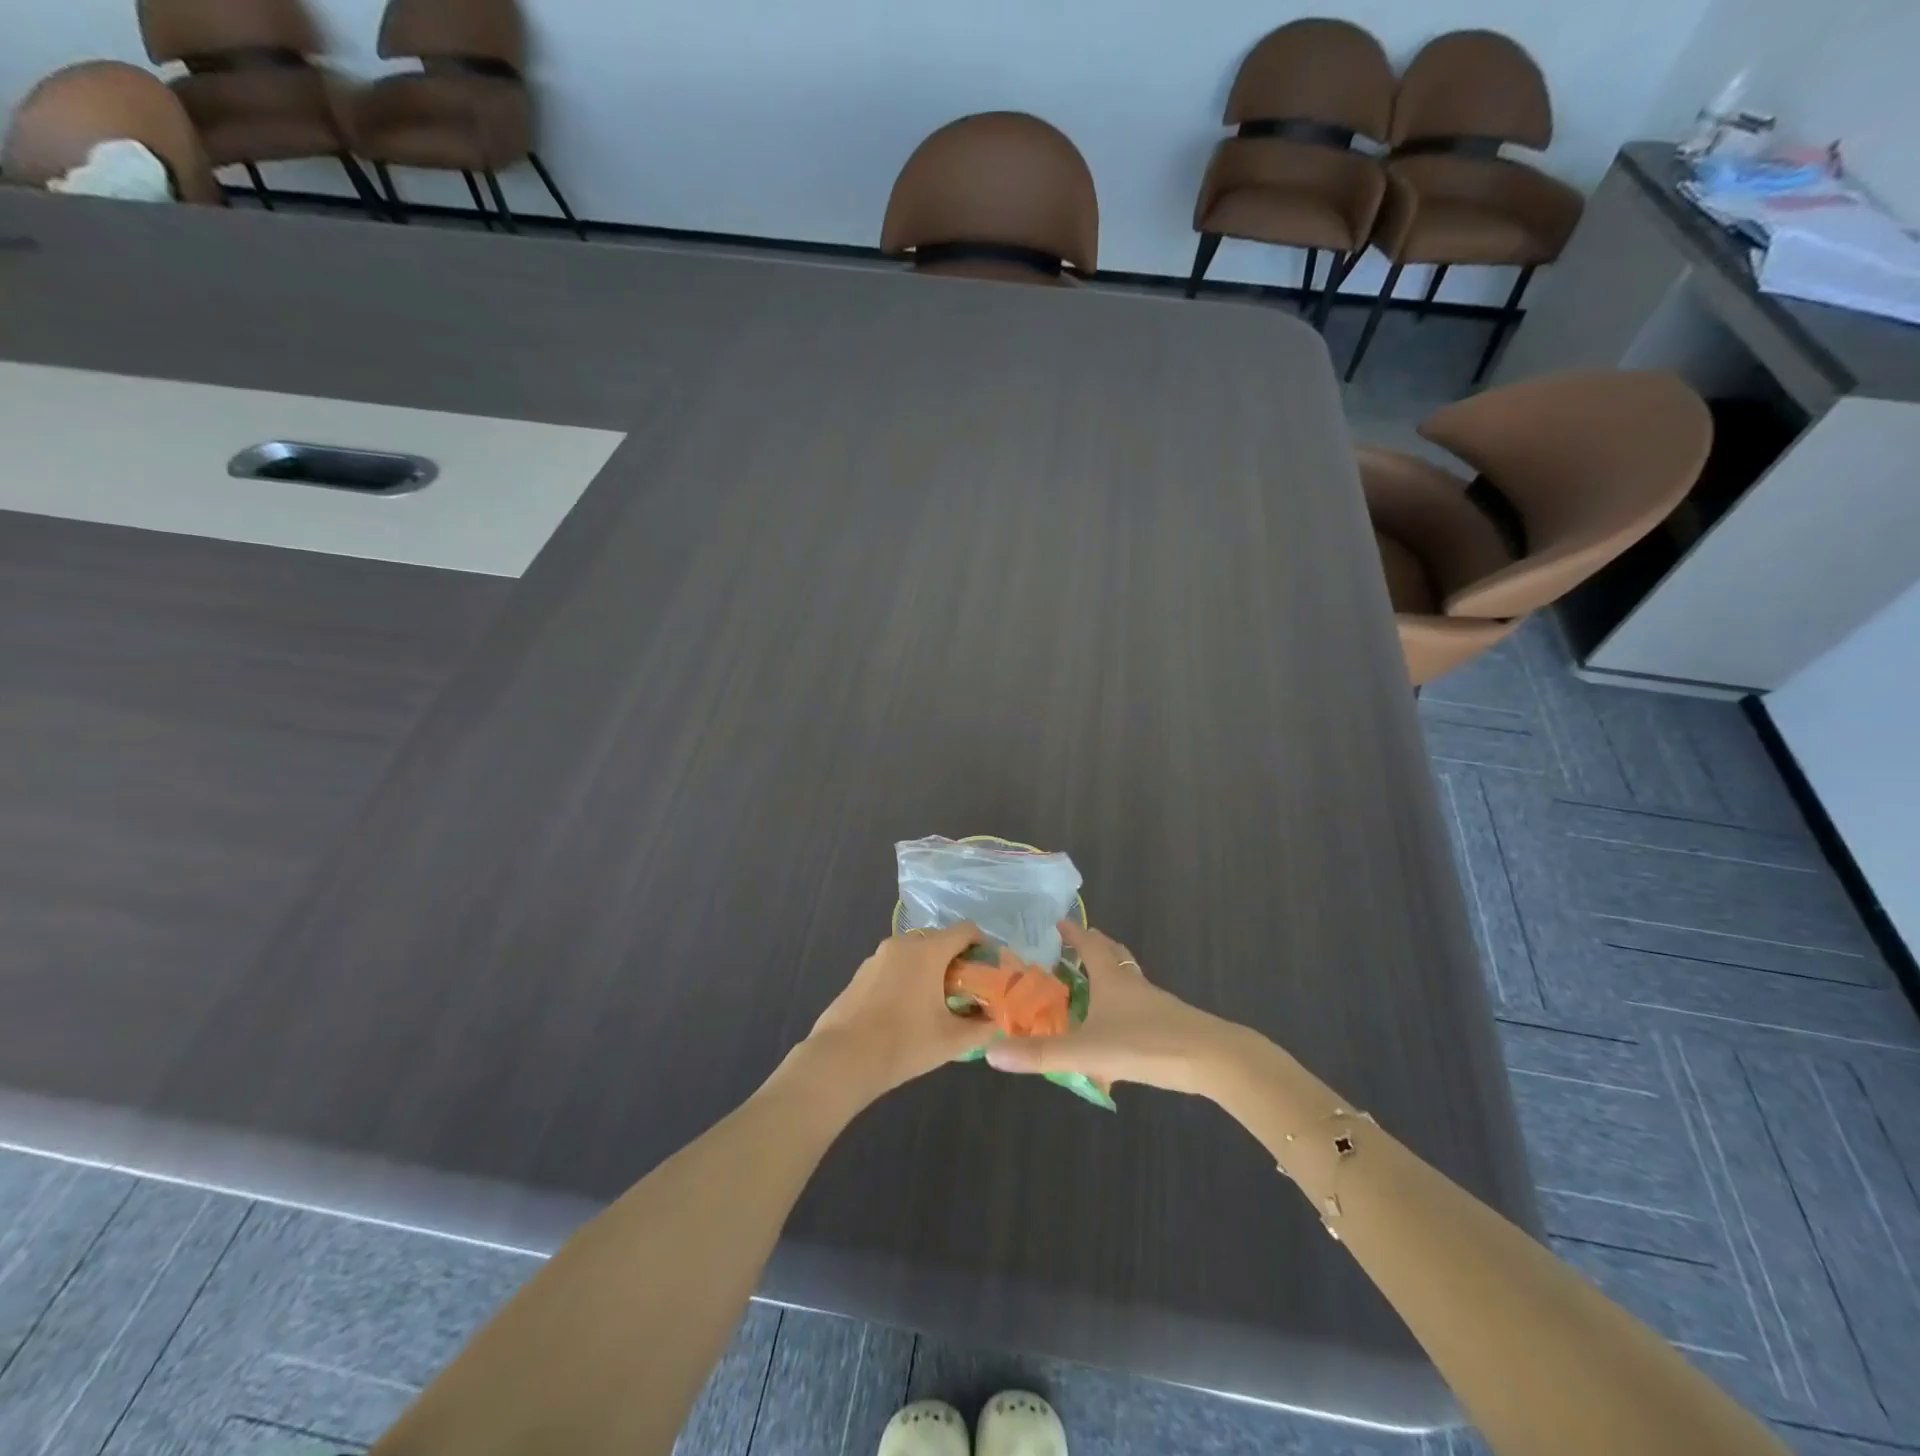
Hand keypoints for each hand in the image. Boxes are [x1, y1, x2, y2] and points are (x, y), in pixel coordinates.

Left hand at [806, 924, 997, 1097]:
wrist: (842, 1059)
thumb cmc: (904, 1044)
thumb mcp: (952, 1041)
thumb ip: (981, 1027)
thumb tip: (995, 1021)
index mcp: (927, 951)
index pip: (965, 930)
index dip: (983, 945)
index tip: (989, 971)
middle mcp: (902, 944)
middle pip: (939, 939)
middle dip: (956, 960)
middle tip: (966, 991)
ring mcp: (876, 957)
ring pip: (913, 953)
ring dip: (929, 969)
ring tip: (936, 1004)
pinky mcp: (860, 974)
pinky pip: (893, 966)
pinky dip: (906, 978)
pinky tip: (905, 1012)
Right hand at [984, 922, 1238, 1095]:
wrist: (1213, 1060)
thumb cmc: (1146, 1043)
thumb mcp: (1087, 1051)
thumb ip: (1042, 1053)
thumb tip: (993, 1052)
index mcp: (1112, 979)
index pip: (1090, 944)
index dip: (1074, 933)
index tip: (1059, 922)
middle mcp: (1133, 984)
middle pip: (1113, 955)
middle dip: (1094, 947)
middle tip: (1075, 948)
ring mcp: (1156, 1003)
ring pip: (1129, 980)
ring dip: (1110, 977)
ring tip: (1093, 987)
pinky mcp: (1171, 1024)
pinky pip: (1141, 1007)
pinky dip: (1125, 1007)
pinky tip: (1119, 1030)